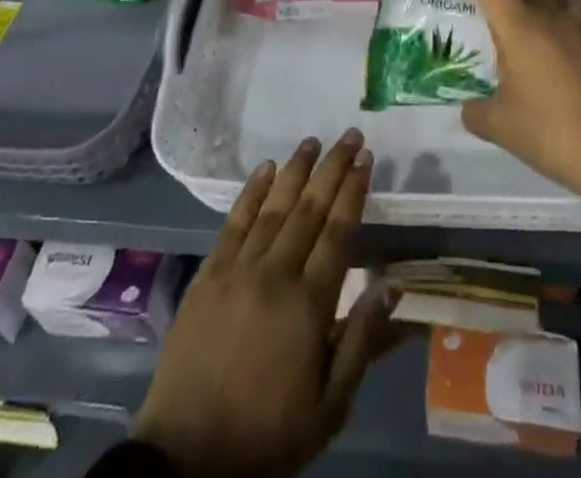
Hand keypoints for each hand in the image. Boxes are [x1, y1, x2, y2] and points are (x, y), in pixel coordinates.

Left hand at [130, 131, 400, 477]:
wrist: (186, 456)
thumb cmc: (267, 433)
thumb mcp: (329, 408)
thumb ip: (362, 342)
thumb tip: (394, 285)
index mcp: (309, 305)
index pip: (339, 232)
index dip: (354, 191)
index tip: (366, 158)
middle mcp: (275, 274)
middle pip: (309, 209)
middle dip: (333, 168)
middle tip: (350, 135)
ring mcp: (238, 269)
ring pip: (273, 206)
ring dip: (295, 170)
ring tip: (313, 140)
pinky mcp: (209, 274)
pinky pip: (233, 222)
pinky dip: (251, 192)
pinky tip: (264, 168)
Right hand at [422, 0, 580, 220]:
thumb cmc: (555, 134)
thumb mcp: (500, 125)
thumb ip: (476, 109)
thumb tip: (470, 106)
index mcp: (519, 22)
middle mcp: (548, 11)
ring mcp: (577, 25)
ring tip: (497, 12)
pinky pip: (562, 8)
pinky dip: (542, 9)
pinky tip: (540, 36)